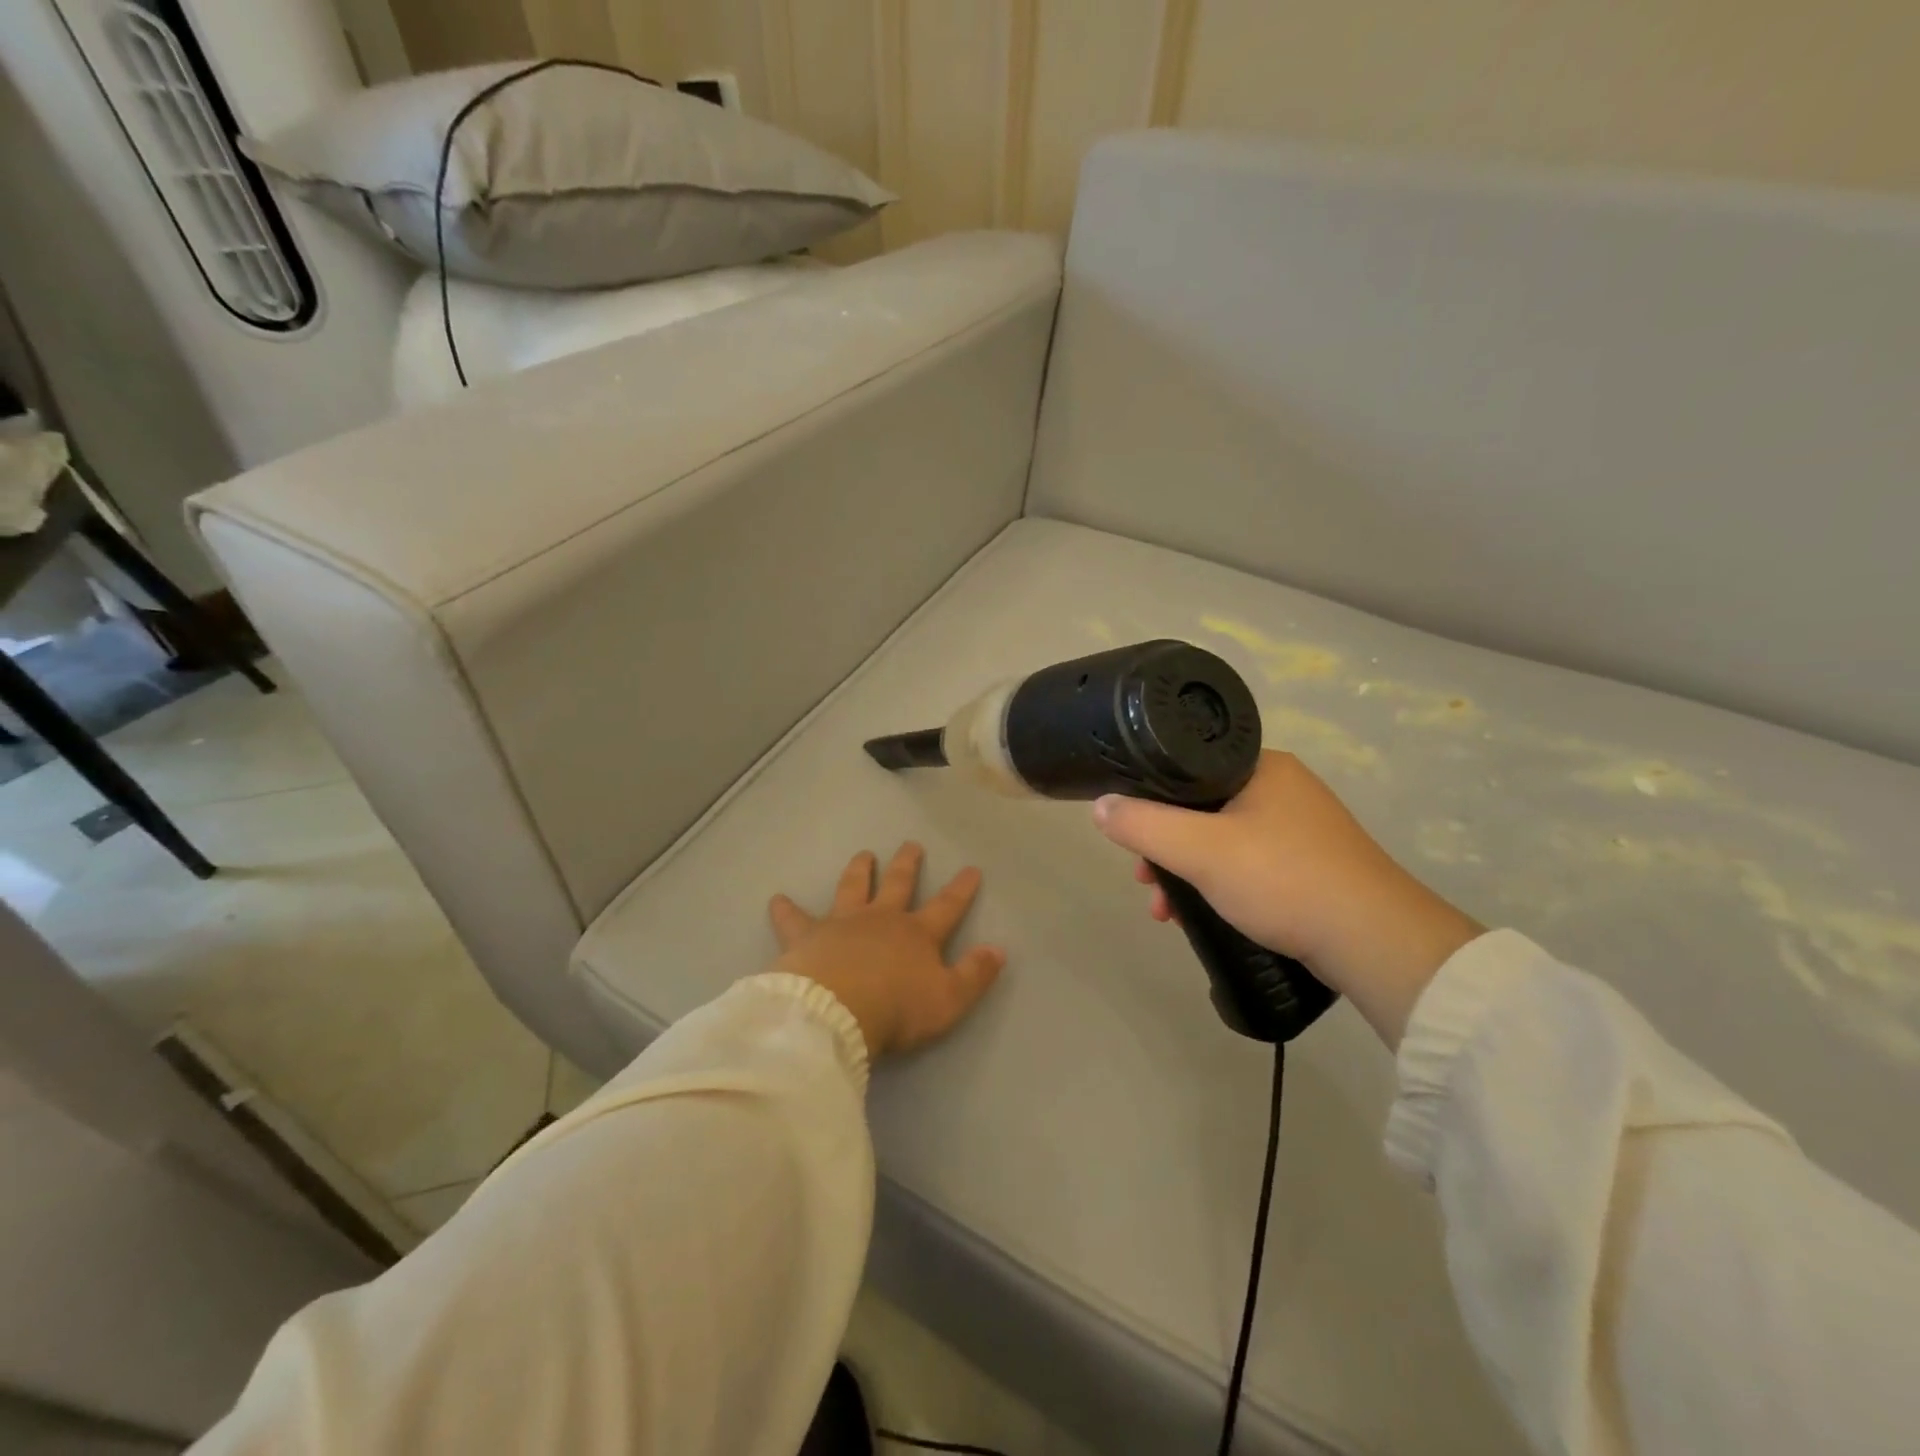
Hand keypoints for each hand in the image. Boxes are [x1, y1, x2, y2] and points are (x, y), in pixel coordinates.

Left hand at [769, 844, 1005, 1059]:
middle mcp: (881, 919)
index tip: (971, 869)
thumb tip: (998, 950)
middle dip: (907, 864)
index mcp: (917, 934)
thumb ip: (975, 974)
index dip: (961, 889)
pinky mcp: (807, 936)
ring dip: (860, 870)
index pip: (947, 906)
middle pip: (898, 884)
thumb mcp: (948, 1000)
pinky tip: (776, 899)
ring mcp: (842, 923)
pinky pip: (794, 919)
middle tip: (911, 845)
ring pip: (853, 887)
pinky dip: (785, 909)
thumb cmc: (897, 1009)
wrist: (836, 1011)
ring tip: (864, 855)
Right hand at [1092, 751, 1480, 1048]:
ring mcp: (1303, 828)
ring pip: (1224, 841)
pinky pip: (1250, 865)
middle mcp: (1284, 788)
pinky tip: (1205, 917)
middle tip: (1146, 882)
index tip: (1132, 836)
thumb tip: (1100, 806)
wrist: (1374, 941)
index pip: (1188, 767)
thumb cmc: (1283, 879)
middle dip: (1166, 848)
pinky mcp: (1314, 865)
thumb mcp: (1200, 850)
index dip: (1150, 800)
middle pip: (1202, 808)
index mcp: (1262, 766)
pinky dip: (1221, 886)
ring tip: (1167, 913)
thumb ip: (1143, 825)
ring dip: (1188, 873)